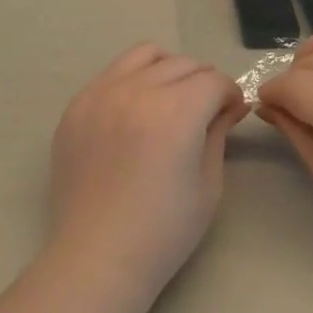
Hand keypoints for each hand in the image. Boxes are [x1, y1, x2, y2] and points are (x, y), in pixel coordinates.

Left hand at [48, 45, 249, 296]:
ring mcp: (102, 93)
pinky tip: (135, 109)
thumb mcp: (207, 183)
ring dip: (167, 69)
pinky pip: (113, 72)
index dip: (230, 95)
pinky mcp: (78, 105)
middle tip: (205, 110)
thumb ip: (219, 132)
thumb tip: (233, 104)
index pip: (214, 81)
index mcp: (176, 112)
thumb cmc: (163, 231)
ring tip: (170, 98)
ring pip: (146, 54)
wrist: (97, 258)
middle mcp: (138, 91)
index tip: (231, 114)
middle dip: (203, 82)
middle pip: (183, 64)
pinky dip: (133, 80)